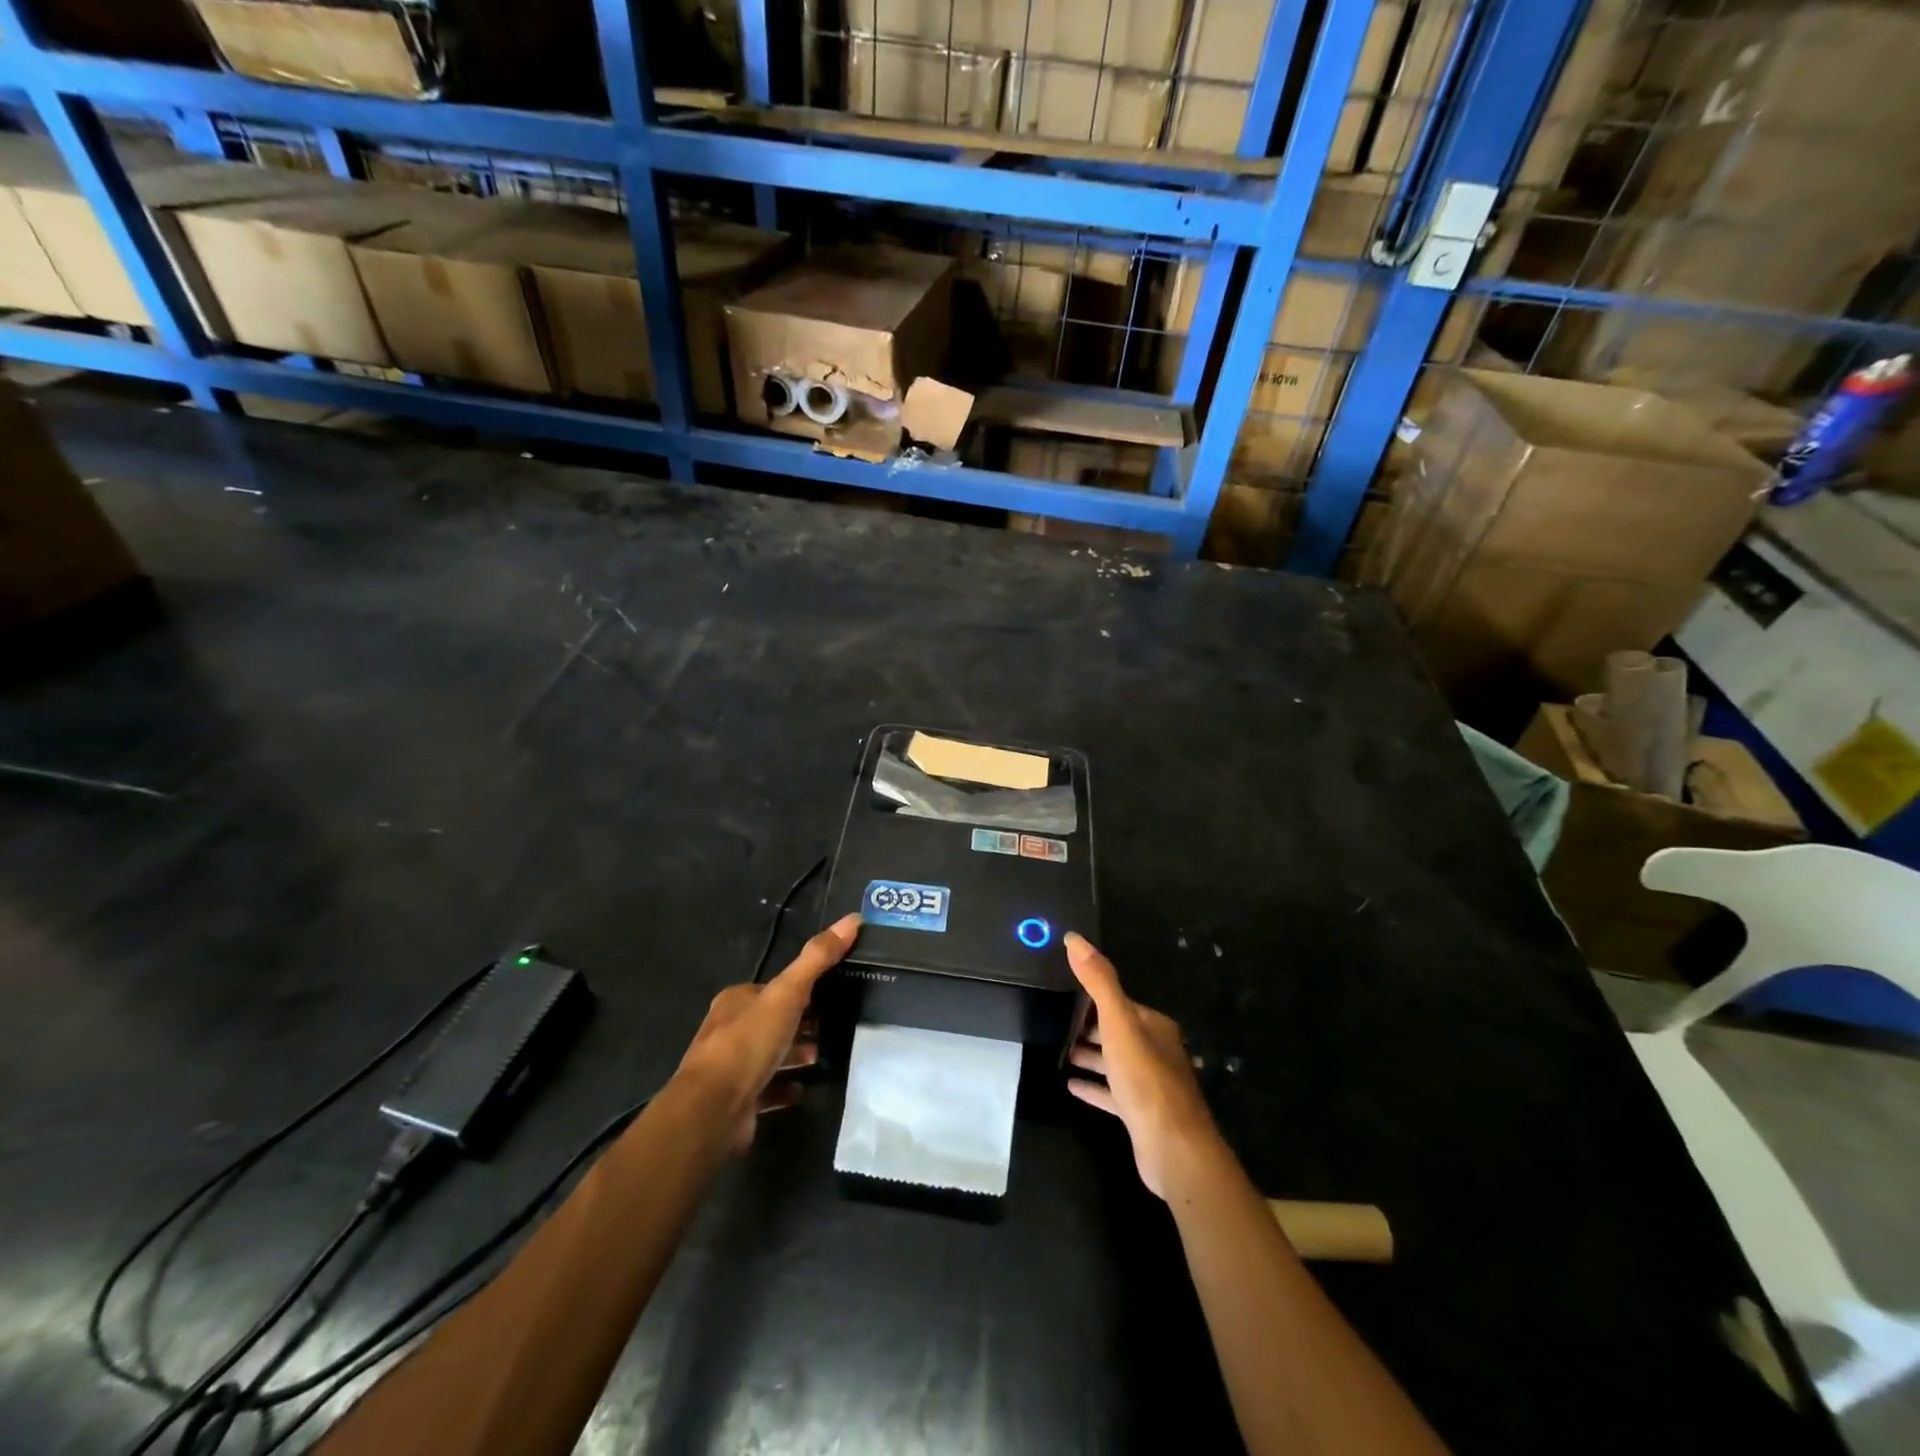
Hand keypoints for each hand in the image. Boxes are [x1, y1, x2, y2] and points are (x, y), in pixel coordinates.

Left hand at [675, 913, 860, 1151]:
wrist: (712, 1111)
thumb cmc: (748, 1043)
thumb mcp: (788, 993)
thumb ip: (818, 958)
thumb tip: (853, 919)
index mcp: (737, 1000)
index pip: (775, 988)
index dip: (803, 989)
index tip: (835, 992)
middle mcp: (730, 1030)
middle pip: (774, 1020)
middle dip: (803, 1022)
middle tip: (838, 1025)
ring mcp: (732, 1068)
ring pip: (771, 1054)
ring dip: (796, 1054)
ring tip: (826, 1055)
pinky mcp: (738, 1100)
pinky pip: (768, 1090)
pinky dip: (787, 1087)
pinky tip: (806, 1088)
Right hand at [1064, 932, 1223, 1199]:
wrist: (1173, 1148)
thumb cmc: (1145, 1078)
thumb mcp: (1118, 1022)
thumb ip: (1098, 981)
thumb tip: (1074, 938)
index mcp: (1154, 1026)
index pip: (1120, 1003)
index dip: (1093, 997)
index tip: (1065, 992)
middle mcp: (1155, 1050)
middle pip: (1117, 1032)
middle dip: (1090, 1026)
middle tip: (1056, 1021)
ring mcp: (1150, 1084)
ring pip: (1115, 1062)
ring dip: (1090, 1055)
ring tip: (1060, 1050)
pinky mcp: (1141, 1114)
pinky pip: (1112, 1093)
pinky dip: (1093, 1086)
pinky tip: (1070, 1084)